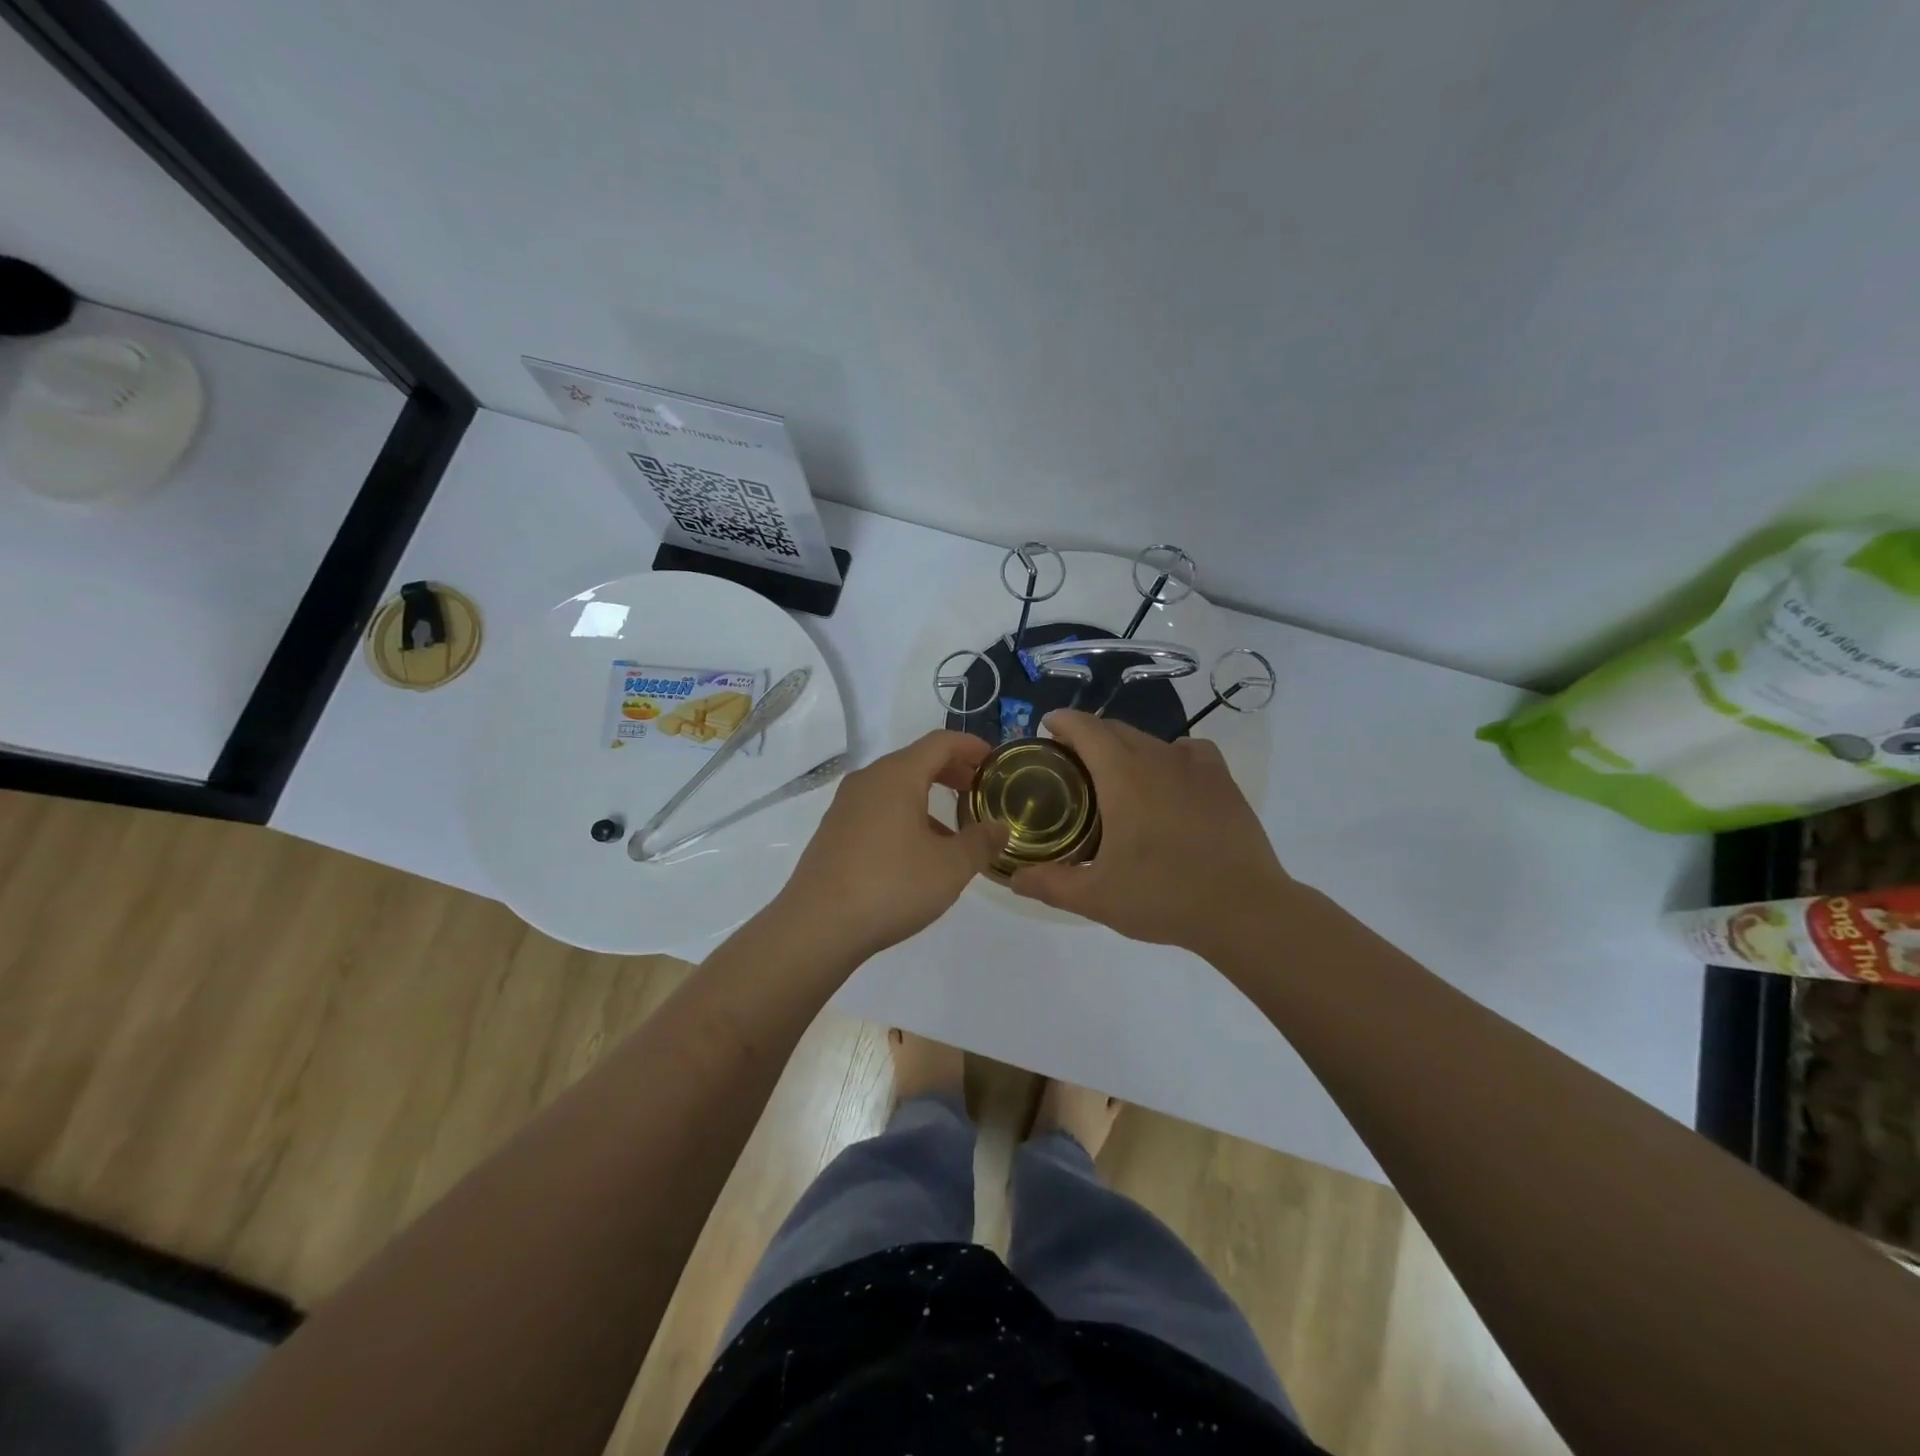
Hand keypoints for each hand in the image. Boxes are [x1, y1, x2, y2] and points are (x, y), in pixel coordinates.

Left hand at [774, 731, 1008, 961]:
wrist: (817, 926)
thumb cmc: (891, 886)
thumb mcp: (950, 867)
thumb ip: (981, 842)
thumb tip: (999, 828)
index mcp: (897, 776)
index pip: (940, 742)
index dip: (971, 746)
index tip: (994, 761)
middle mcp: (868, 780)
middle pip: (916, 760)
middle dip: (951, 771)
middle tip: (978, 790)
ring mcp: (846, 805)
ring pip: (895, 786)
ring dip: (927, 796)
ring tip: (953, 829)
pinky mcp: (834, 831)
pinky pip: (877, 808)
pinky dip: (904, 814)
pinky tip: (917, 851)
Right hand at [1010, 711, 1291, 957]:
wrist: (1244, 909)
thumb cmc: (1163, 896)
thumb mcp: (1095, 897)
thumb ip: (1049, 884)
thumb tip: (1013, 877)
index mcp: (1122, 776)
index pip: (1085, 728)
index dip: (1062, 721)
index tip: (1046, 728)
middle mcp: (1157, 758)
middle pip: (1115, 730)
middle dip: (1088, 737)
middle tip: (1071, 766)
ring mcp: (1194, 766)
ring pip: (1150, 740)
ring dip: (1126, 748)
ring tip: (1117, 778)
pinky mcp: (1222, 780)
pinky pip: (1188, 751)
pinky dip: (1169, 756)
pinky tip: (1169, 781)